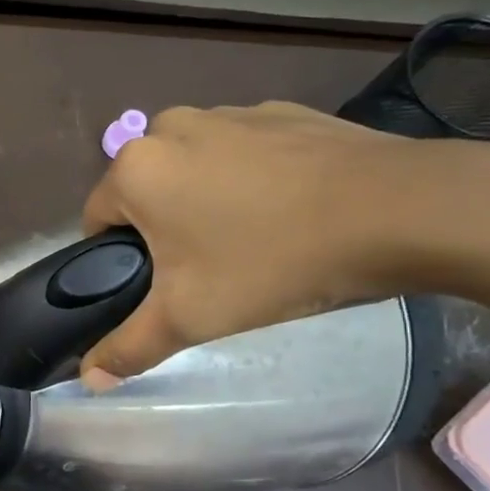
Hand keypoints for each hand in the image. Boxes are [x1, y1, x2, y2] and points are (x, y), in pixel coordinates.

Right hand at [78, 102, 444, 385]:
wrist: (400, 211)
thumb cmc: (272, 262)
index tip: (159, 286)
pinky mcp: (280, 112)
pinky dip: (251, 178)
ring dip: (204, 199)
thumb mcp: (190, 318)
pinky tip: (290, 209)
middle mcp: (170, 127)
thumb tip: (89, 379)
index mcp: (136, 168)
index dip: (119, 260)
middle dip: (164, 228)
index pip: (98, 220)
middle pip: (145, 192)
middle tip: (207, 268)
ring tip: (254, 239)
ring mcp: (229, 113)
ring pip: (192, 169)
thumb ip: (129, 347)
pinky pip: (241, 152)